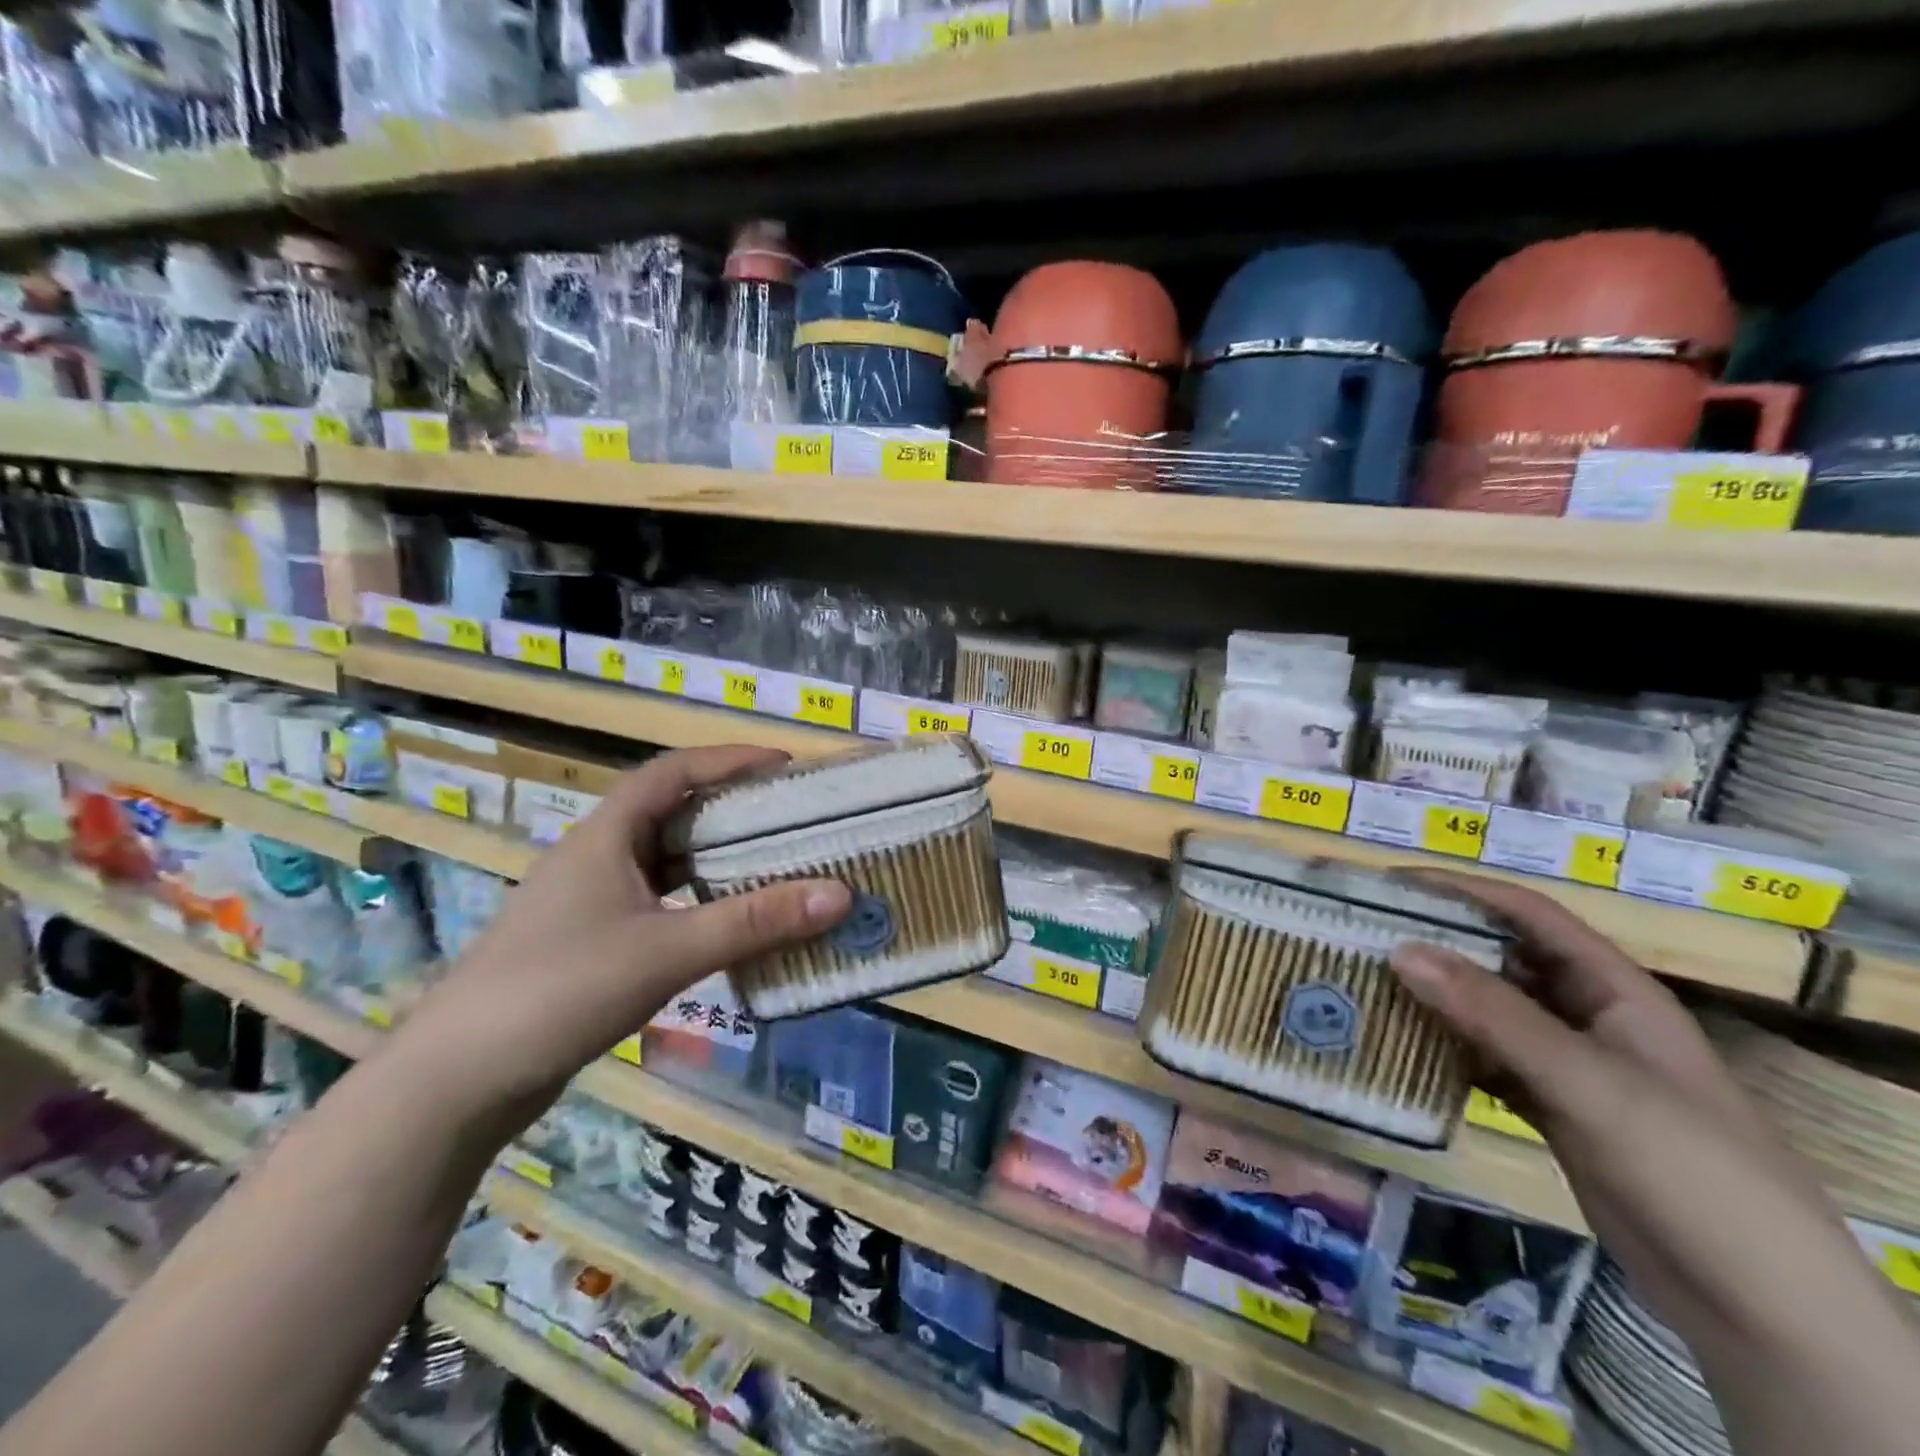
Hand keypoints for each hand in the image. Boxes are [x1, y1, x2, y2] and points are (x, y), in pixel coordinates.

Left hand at [396, 746, 850, 1129]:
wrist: (457, 1081)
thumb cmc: (561, 989)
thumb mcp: (668, 950)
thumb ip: (754, 922)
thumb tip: (839, 894)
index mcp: (606, 835)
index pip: (674, 772)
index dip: (730, 759)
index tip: (785, 766)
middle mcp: (597, 857)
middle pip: (673, 813)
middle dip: (732, 810)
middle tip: (792, 819)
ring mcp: (589, 902)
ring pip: (665, 863)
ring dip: (716, 860)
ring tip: (774, 866)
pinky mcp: (589, 943)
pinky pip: (658, 904)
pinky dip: (698, 904)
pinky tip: (729, 926)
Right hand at [1389, 874, 1919, 1455]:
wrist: (1759, 1305)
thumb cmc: (1690, 1167)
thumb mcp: (1589, 1082)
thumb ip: (1494, 1015)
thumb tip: (1401, 950)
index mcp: (1615, 990)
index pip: (1531, 916)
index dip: (1466, 891)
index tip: (1394, 882)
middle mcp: (1588, 1017)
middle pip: (1503, 961)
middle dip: (1438, 943)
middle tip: (1362, 934)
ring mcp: (1569, 1067)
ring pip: (1489, 1013)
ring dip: (1435, 999)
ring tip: (1365, 984)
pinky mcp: (1552, 1110)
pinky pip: (1486, 1062)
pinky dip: (1445, 1051)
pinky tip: (1400, 1048)